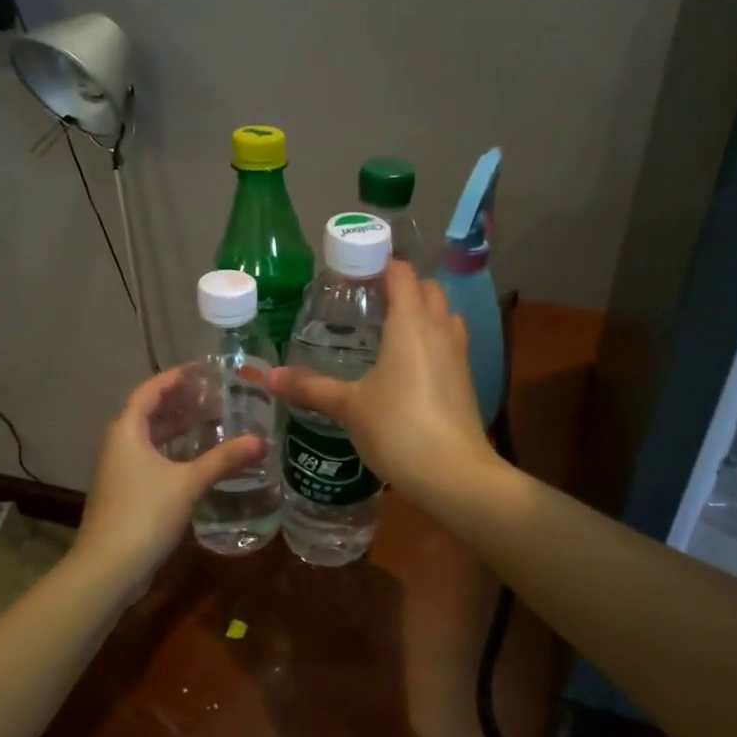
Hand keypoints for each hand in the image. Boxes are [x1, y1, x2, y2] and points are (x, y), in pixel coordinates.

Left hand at [75, 366, 266, 592]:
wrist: (108, 567)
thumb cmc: (144, 514)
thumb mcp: (188, 483)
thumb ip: (224, 460)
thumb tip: (262, 441)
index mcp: (127, 431)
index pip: (150, 391)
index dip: (175, 377)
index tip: (202, 369)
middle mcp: (119, 444)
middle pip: (149, 412)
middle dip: (180, 401)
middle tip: (214, 394)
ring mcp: (120, 470)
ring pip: (150, 438)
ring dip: (177, 427)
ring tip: (211, 420)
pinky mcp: (126, 492)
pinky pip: (151, 458)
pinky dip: (173, 451)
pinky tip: (197, 459)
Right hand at [270, 261, 498, 504]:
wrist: (453, 473)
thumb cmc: (398, 427)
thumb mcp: (349, 406)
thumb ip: (311, 387)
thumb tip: (270, 377)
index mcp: (410, 322)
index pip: (401, 274)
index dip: (380, 264)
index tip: (354, 269)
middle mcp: (439, 329)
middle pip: (427, 289)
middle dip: (403, 286)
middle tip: (369, 298)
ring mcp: (458, 355)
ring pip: (445, 315)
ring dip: (423, 311)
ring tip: (390, 327)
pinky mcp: (466, 380)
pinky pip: (450, 343)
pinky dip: (432, 339)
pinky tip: (410, 365)